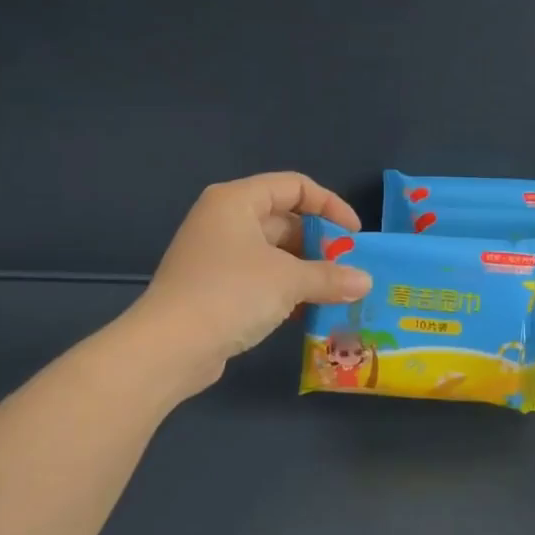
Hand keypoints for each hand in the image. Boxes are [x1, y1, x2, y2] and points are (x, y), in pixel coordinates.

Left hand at [123, 173, 372, 395]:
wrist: (169, 347)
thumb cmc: (231, 294)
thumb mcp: (289, 280)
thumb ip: (330, 277)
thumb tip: (365, 281)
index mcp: (237, 201)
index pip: (294, 186)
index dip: (329, 205)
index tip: (354, 235)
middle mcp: (224, 220)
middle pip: (285, 220)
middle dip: (320, 244)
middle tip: (348, 269)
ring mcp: (217, 255)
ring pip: (274, 253)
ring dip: (306, 271)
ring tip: (336, 293)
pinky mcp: (214, 288)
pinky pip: (260, 278)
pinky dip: (285, 290)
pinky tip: (308, 312)